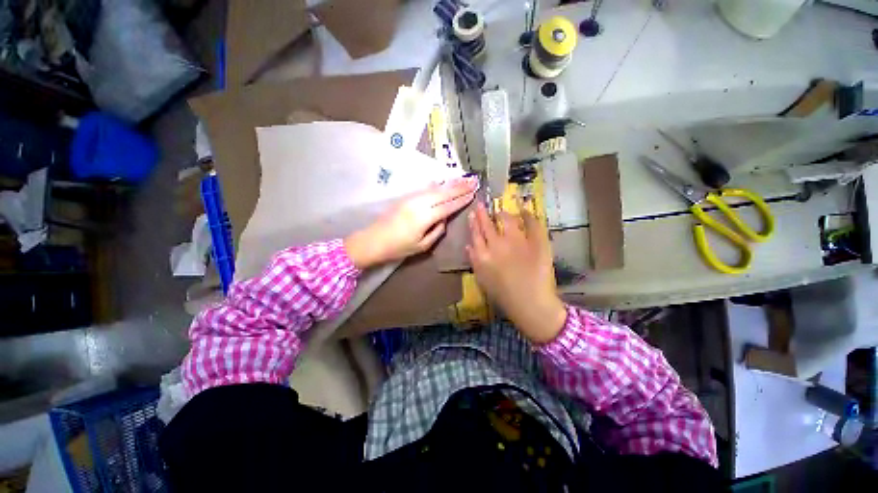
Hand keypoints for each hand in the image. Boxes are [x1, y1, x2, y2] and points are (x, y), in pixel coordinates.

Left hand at [345, 176, 478, 268]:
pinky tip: (443, 182)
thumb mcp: (422, 245)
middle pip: (443, 193)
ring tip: (463, 178)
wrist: (373, 240)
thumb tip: (444, 219)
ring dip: (450, 183)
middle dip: (459, 187)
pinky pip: (425, 189)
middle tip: (473, 180)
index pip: (448, 206)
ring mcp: (411, 198)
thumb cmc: (398, 248)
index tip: (473, 193)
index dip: (461, 200)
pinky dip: (437, 185)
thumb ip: (437, 231)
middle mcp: (419, 203)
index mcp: (424, 217)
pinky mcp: (406, 197)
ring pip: (435, 188)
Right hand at [467, 202, 565, 343]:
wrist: (530, 304)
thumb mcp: (482, 280)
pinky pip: (532, 223)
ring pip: (507, 220)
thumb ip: (474, 261)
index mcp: (483, 256)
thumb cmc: (504, 296)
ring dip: (502, 213)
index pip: (475, 234)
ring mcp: (517, 242)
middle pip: (488, 225)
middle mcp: (497, 245)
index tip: (472, 214)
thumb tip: (468, 246)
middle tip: (481, 205)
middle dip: (483, 213)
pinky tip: (524, 209)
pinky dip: (528, 214)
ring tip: (501, 211)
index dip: (473, 223)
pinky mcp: (536, 242)